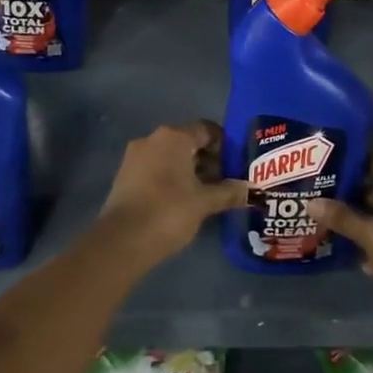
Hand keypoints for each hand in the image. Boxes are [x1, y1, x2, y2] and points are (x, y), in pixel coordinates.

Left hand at [99, 122, 247, 263]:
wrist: (121, 242)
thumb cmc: (168, 212)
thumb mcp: (205, 202)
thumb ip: (229, 192)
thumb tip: (252, 190)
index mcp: (173, 137)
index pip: (206, 129)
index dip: (225, 145)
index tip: (238, 164)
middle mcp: (152, 139)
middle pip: (188, 142)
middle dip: (210, 160)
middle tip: (228, 181)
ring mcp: (135, 158)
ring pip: (171, 158)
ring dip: (192, 172)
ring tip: (210, 194)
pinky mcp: (125, 177)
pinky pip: (157, 170)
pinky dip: (173, 180)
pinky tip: (186, 202)